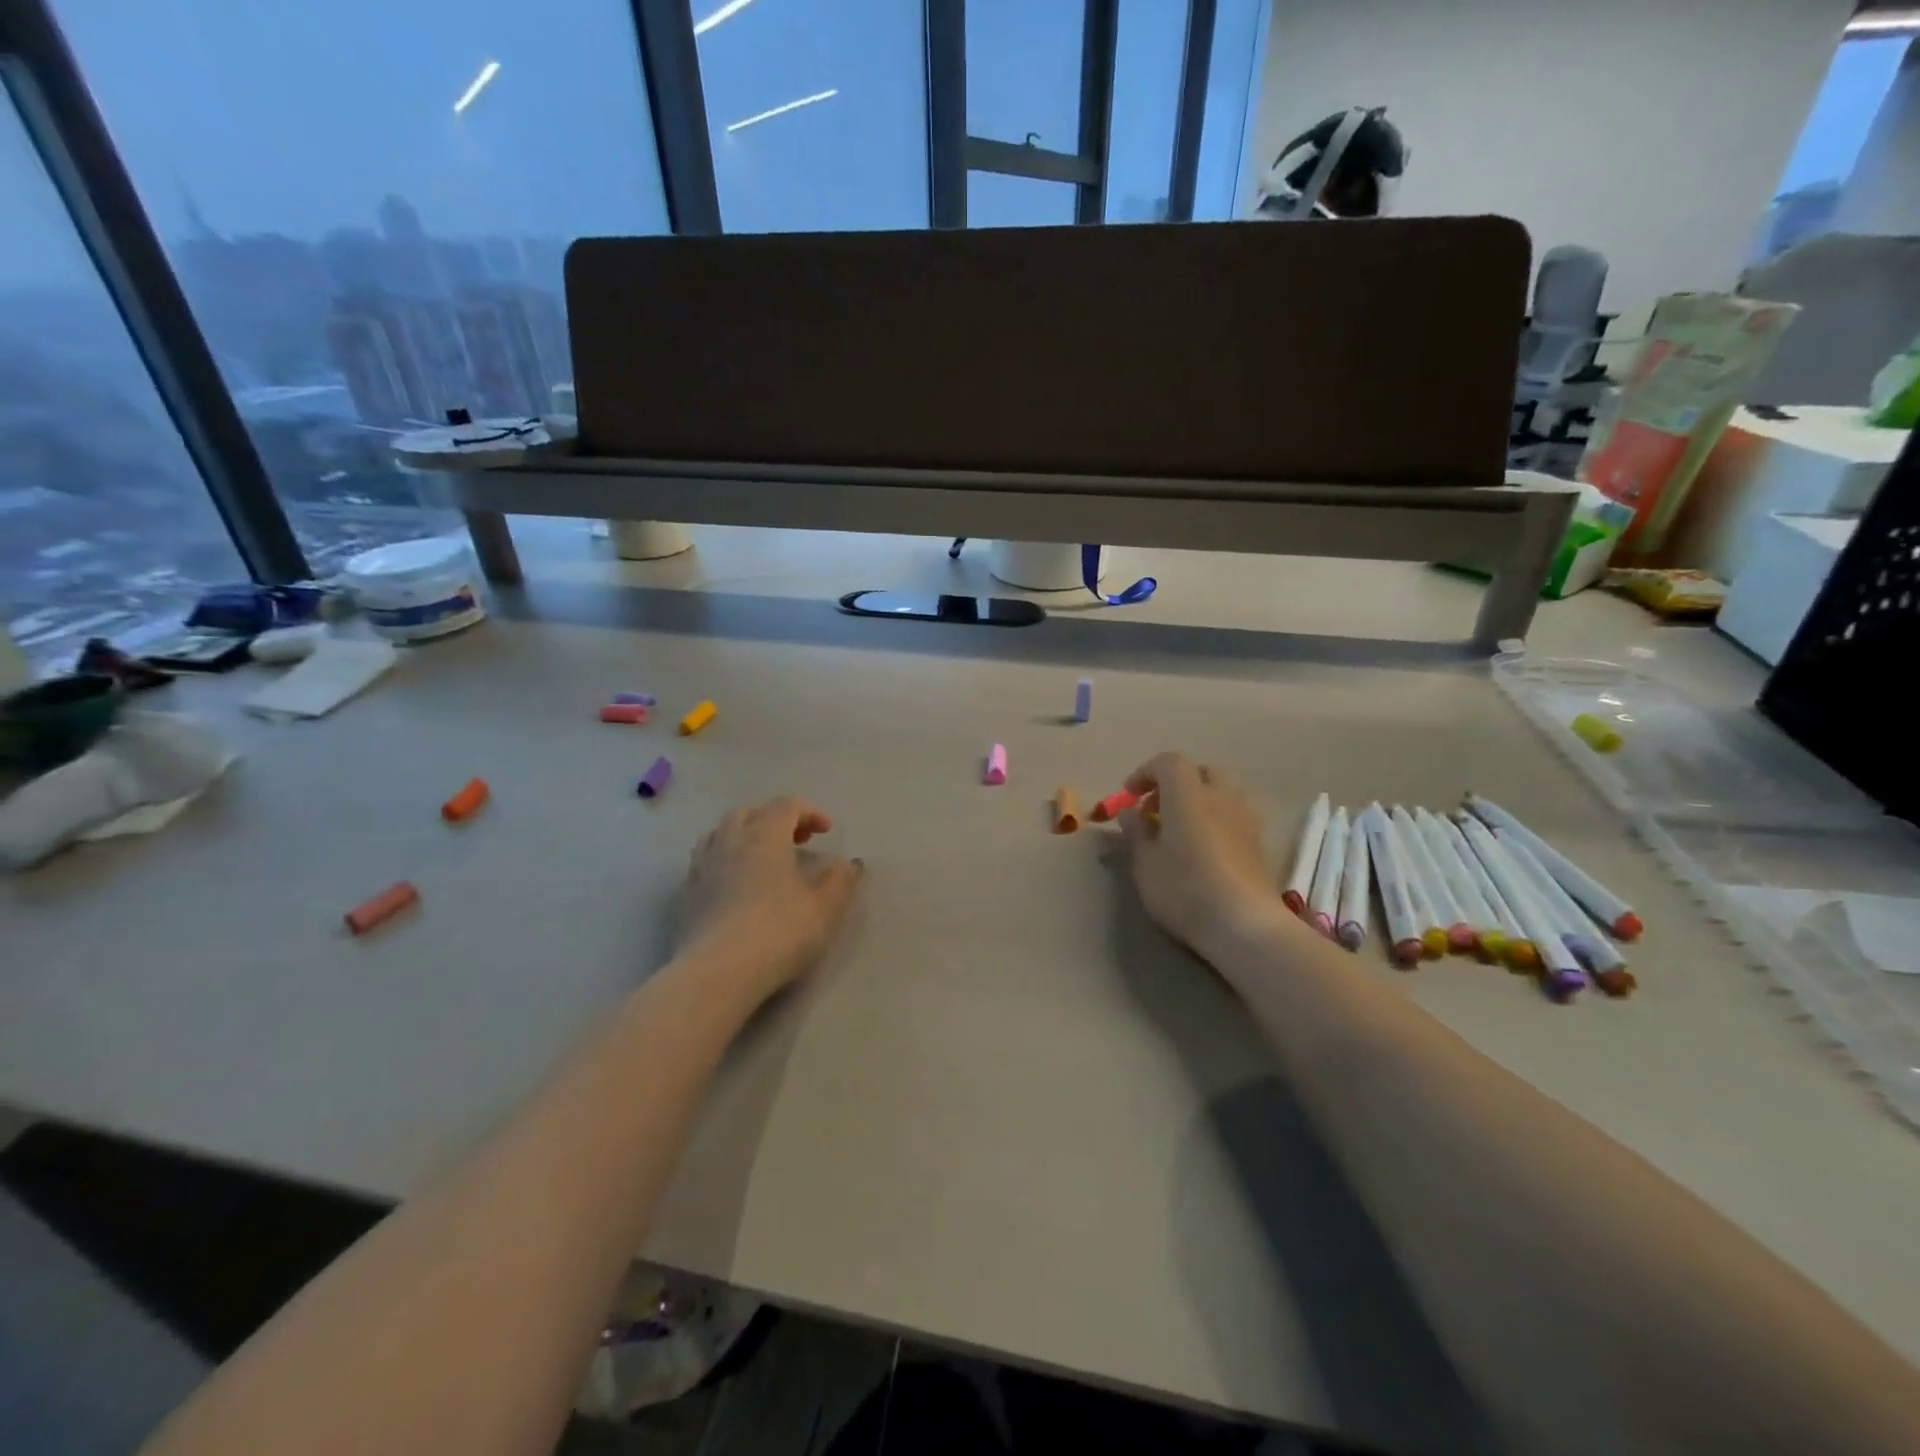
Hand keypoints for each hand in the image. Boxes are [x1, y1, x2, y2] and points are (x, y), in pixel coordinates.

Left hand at [675, 798, 863, 1002]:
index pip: (786, 806)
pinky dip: (725, 860)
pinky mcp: (686, 895)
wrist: (717, 973)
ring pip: (721, 833)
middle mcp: (729, 841)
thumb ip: (841, 881)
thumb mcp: (826, 908)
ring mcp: (702, 867)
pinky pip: (706, 861)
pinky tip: (736, 884)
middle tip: (796, 839)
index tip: (826, 832)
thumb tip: (848, 864)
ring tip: (763, 857)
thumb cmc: (779, 932)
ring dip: (745, 835)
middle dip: (774, 818)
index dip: (809, 812)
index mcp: (764, 835)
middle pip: (749, 812)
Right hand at [1117, 753, 1281, 951]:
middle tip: (1156, 811)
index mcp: (1188, 793)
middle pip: (1200, 772)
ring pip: (1221, 793)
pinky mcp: (1259, 842)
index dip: (1146, 773)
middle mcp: (1221, 796)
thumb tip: (1131, 812)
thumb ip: (1136, 832)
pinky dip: (1216, 820)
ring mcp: (1246, 818)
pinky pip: (1234, 815)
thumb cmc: (1184, 888)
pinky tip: (1205, 850)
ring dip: (1199, 801)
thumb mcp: (1145, 863)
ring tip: (1180, 831)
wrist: (1244, 923)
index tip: (1130, 796)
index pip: (1168, 762)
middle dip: (1176, 784)